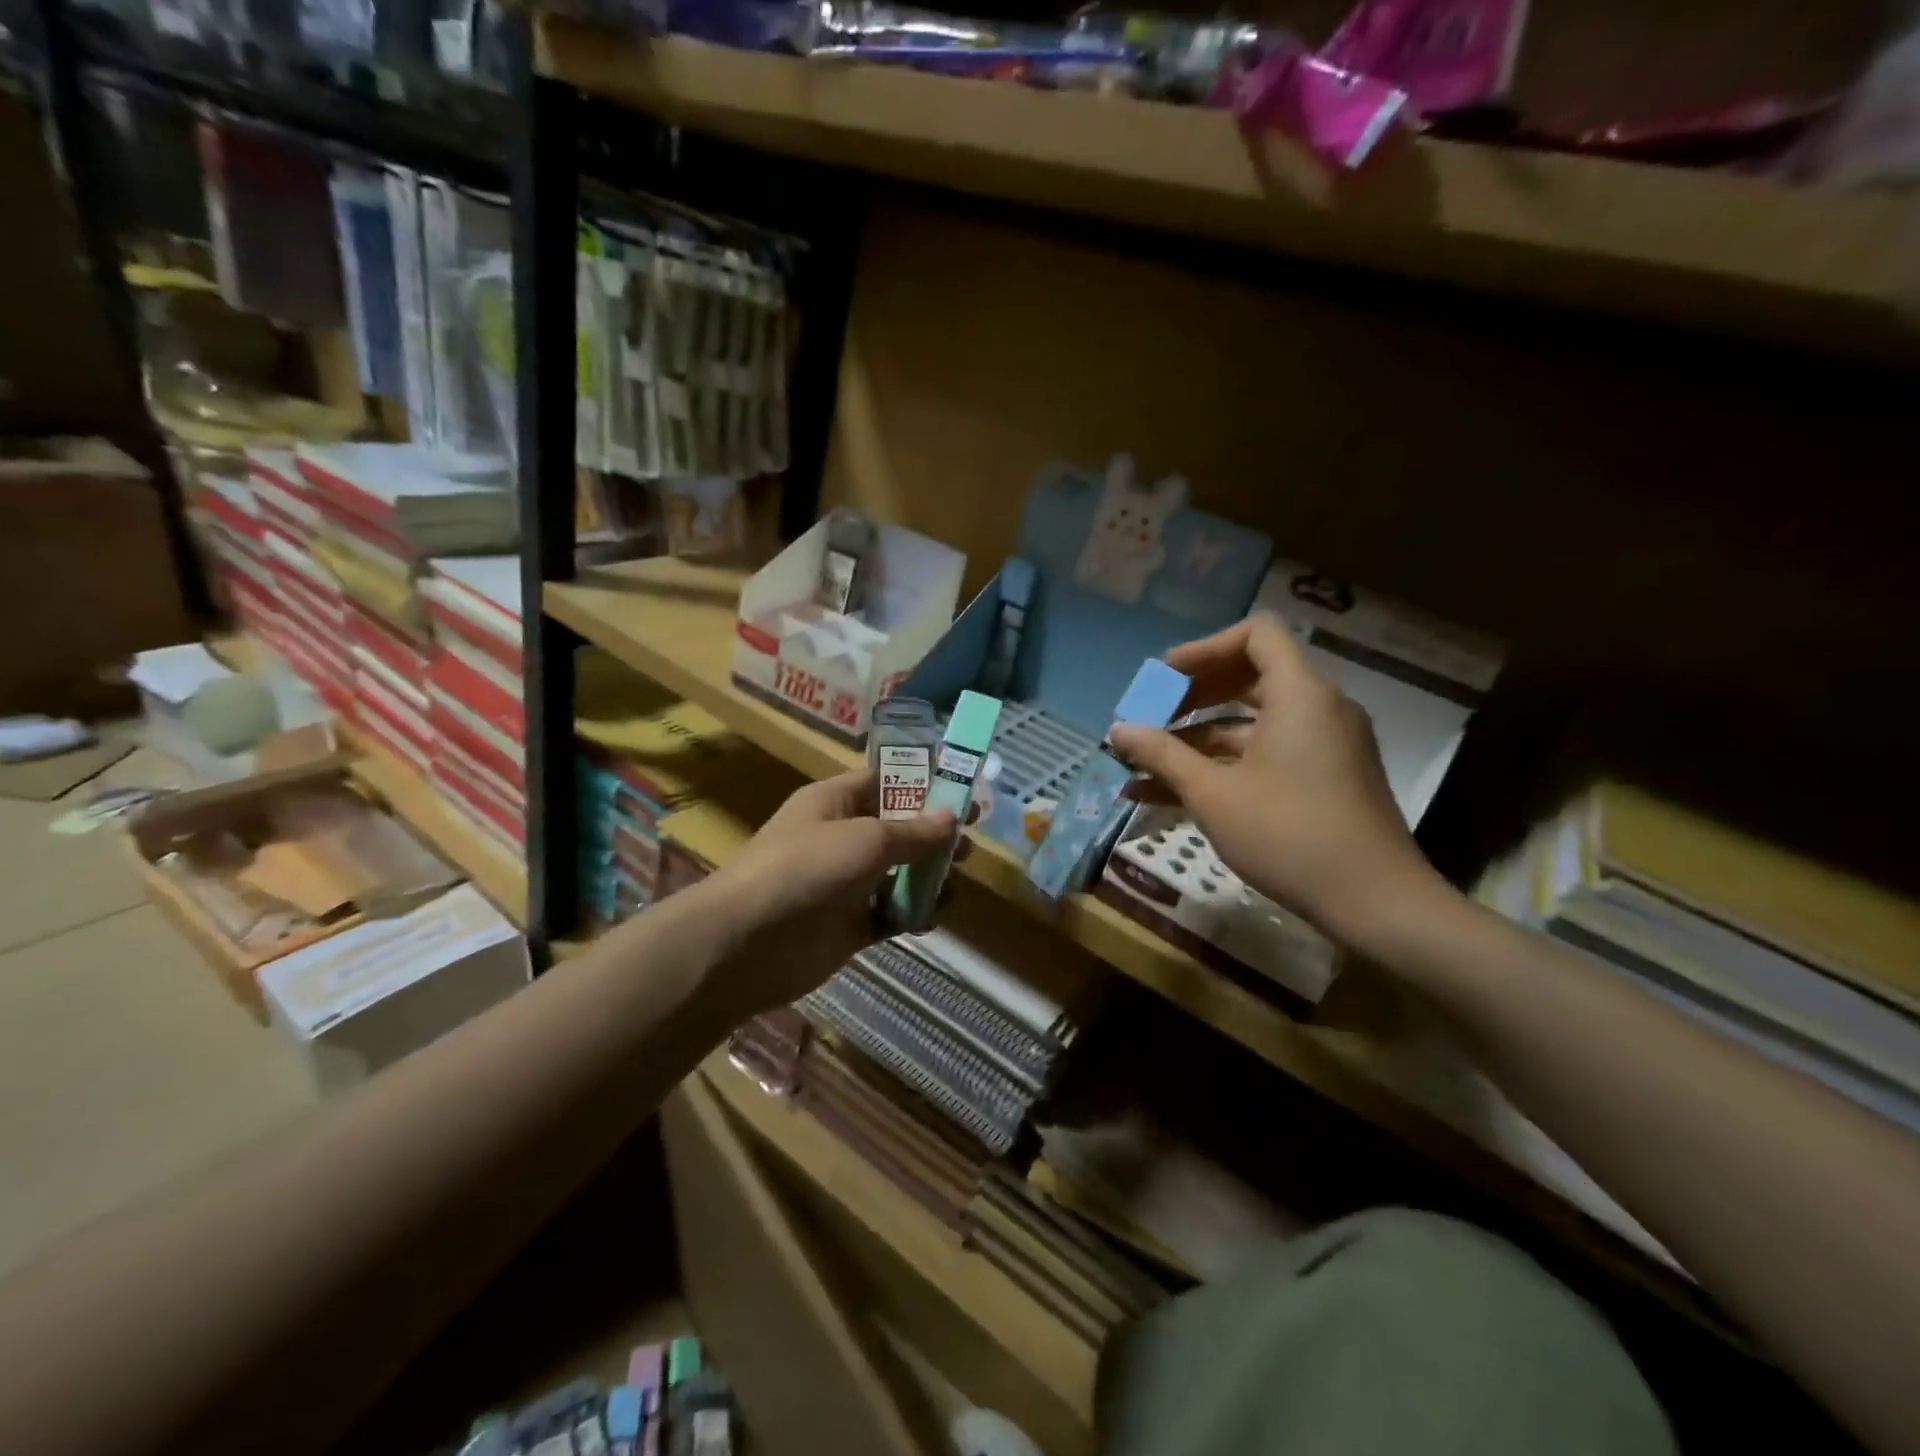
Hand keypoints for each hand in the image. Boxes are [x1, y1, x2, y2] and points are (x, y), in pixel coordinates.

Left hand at [700, 770, 958, 1016]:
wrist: (748, 942)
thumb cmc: (806, 868)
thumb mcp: (865, 839)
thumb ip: (913, 831)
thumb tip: (952, 818)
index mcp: (835, 802)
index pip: (884, 781)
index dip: (923, 784)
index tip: (962, 792)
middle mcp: (840, 837)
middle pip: (896, 829)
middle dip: (933, 836)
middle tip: (970, 845)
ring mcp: (844, 883)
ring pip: (896, 874)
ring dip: (926, 878)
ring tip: (955, 883)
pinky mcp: (848, 924)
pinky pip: (888, 913)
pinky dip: (910, 915)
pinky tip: (931, 918)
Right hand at [1109, 613, 1443, 946]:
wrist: (1375, 902)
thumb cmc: (1288, 834)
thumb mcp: (1213, 794)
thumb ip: (1163, 755)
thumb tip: (1117, 730)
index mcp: (1299, 695)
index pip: (1257, 634)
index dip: (1205, 647)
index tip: (1164, 677)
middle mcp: (1318, 709)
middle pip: (1251, 677)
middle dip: (1193, 696)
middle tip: (1150, 717)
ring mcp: (1324, 746)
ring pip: (1253, 723)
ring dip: (1199, 738)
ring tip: (1146, 763)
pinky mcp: (1324, 779)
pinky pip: (1267, 754)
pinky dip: (1225, 765)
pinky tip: (1170, 794)